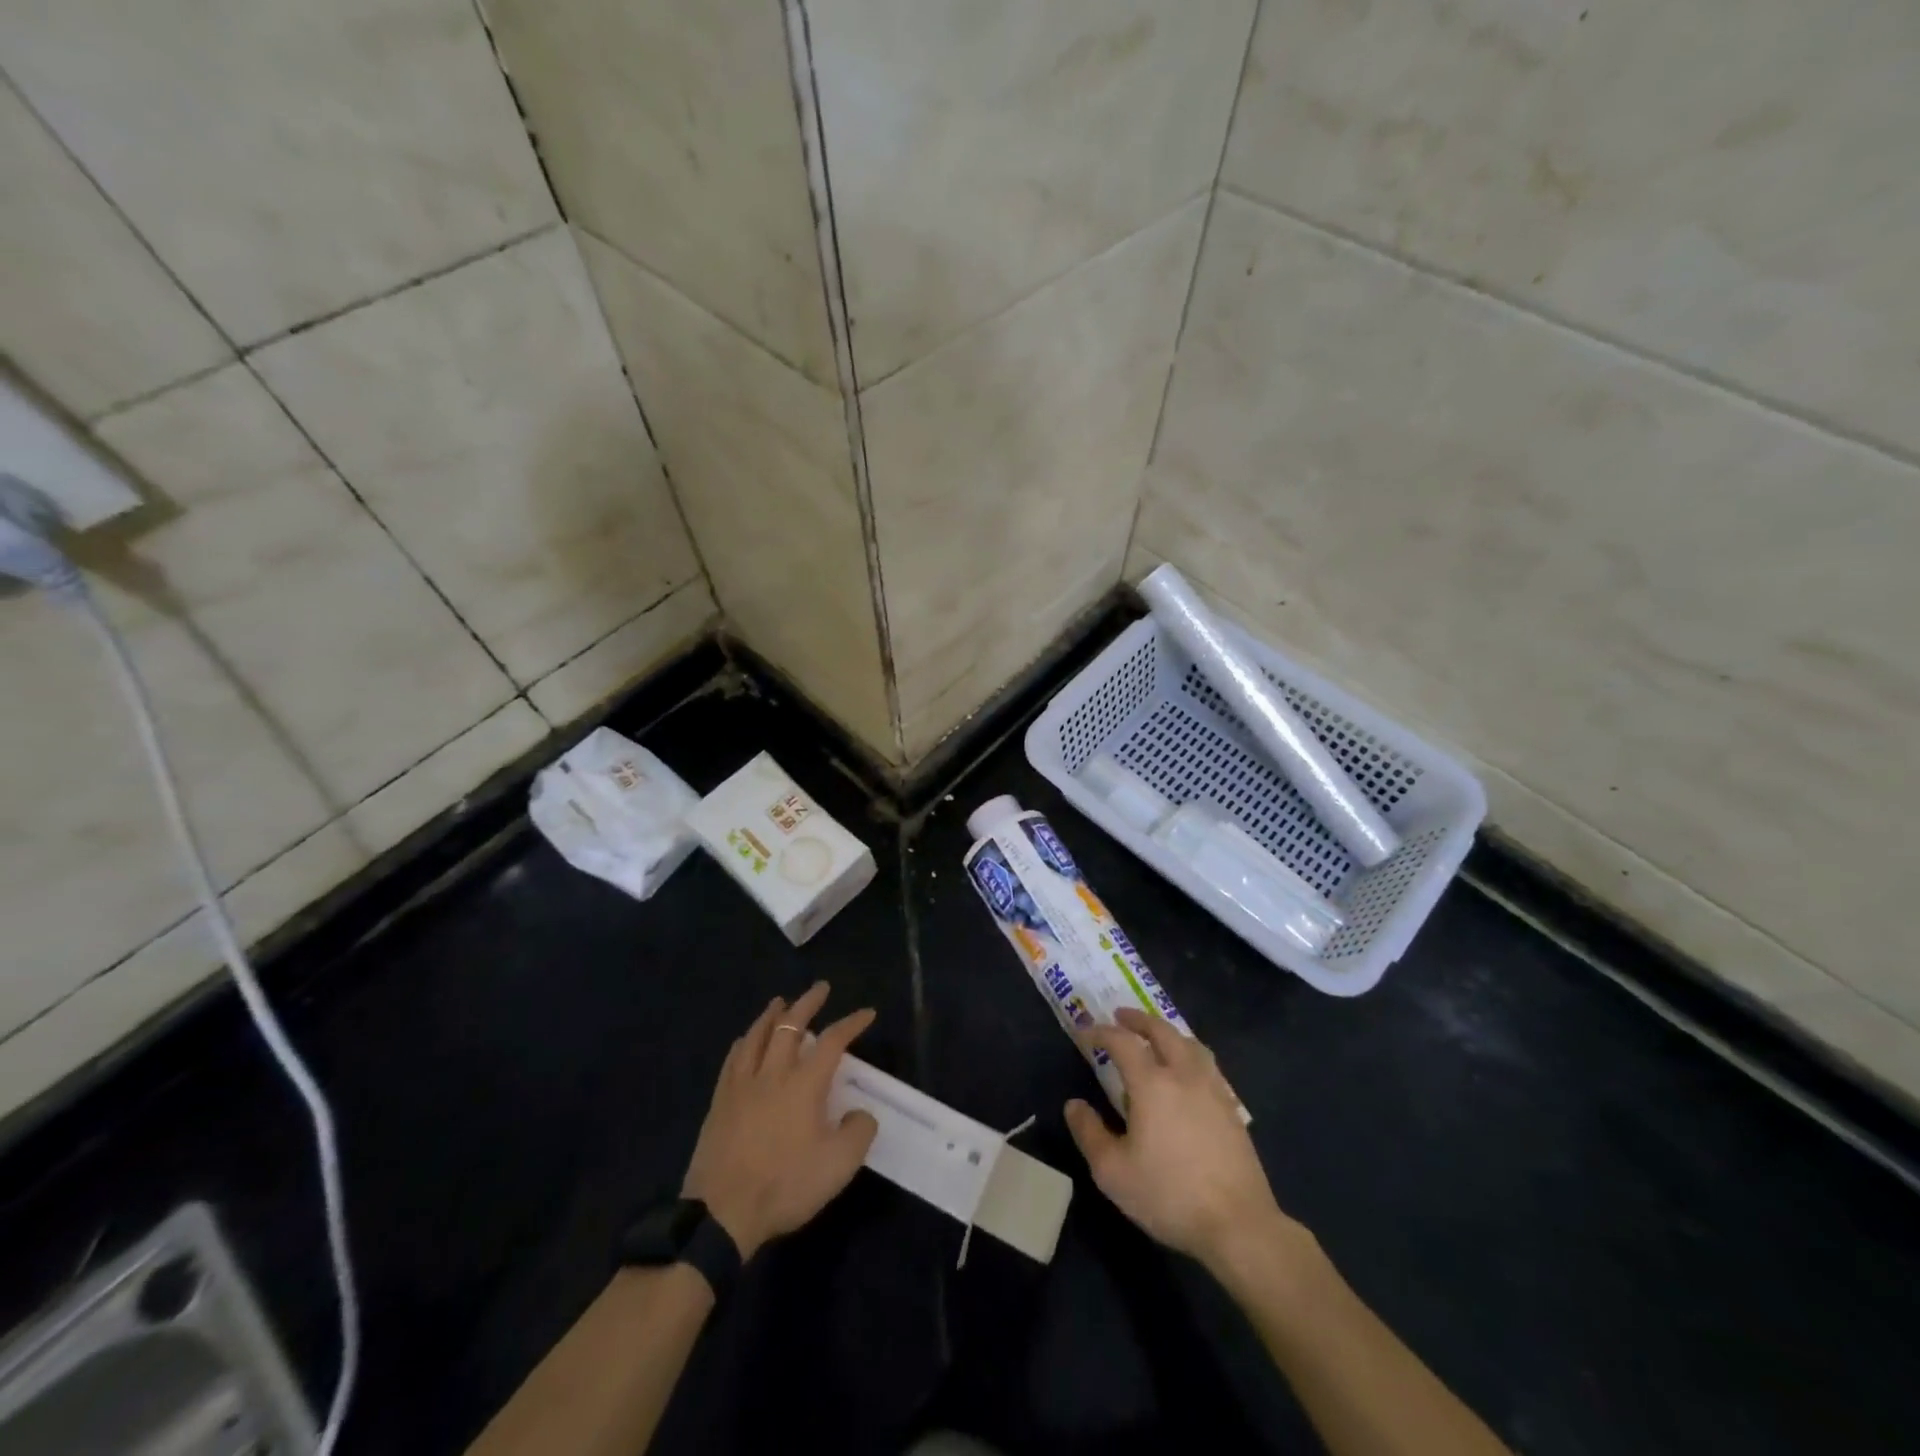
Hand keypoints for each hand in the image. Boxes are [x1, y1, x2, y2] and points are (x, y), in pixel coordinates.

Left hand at [682, 982, 878, 1259]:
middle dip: (808, 1003)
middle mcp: (773, 1073)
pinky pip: (733, 1059)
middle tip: (820, 988)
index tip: (867, 1013)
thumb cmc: (785, 1185)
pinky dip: (745, 1041)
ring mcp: (742, 1085)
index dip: (851, 1023)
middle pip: (790, 1025)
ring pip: (757, 1035)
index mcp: (804, 1084)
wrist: (721, 1213)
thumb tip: (860, 1113)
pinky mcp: (720, 1102)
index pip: (832, 1041)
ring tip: (781, 1002)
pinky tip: (745, 1040)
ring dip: (772, 1015)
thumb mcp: (838, 1165)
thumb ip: (858, 1132)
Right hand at [1064, 1008, 1296, 1275]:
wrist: (1238, 1224)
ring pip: (1190, 1044)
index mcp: (1152, 1084)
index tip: (1085, 1033)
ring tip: (1156, 1038)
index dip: (1101, 1033)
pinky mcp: (1232, 1109)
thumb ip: (1089, 1133)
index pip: (1122, 1042)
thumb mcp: (1113, 1171)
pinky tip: (1187, 1075)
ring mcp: (1213, 1090)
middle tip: (1121, 1017)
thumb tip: (1074, 1105)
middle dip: (1139, 1020)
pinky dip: (1190, 1055)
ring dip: (1168, 1032)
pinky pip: (1207, 1065)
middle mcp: (1184, 1075)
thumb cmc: (1169, 1195)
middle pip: (1162, 1031)